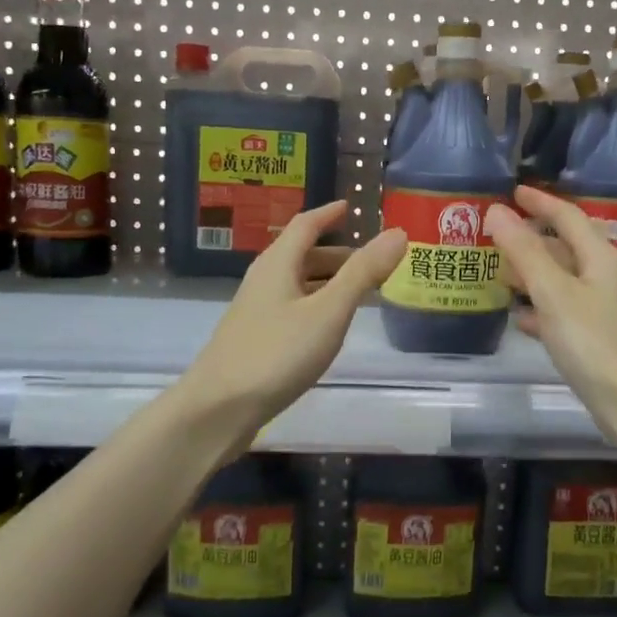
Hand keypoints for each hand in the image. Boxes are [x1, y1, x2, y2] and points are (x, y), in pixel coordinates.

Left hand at [181, 200, 406, 441]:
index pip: (305, 225)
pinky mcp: (255, 339)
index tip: (349, 207)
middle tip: (370, 260)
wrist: (218, 409)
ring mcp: (255, 311)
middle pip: (300, 255)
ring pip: (296, 284)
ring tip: (358, 292)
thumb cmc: (277, 354)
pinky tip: (328, 327)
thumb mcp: (328, 312)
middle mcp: (263, 281)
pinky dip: (315, 304)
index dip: (328, 214)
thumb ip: (363, 273)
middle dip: (335, 253)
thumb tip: (398, 233)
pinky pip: (291, 308)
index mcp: (277, 265)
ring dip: (326, 281)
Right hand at [487, 185, 616, 441]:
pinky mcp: (599, 337)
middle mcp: (607, 277)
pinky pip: (564, 311)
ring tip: (500, 275)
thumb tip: (497, 210)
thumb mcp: (553, 293)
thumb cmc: (594, 342)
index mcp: (601, 258)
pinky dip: (541, 309)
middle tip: (497, 236)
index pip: (568, 216)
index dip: (540, 202)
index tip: (513, 192)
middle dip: (532, 241)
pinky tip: (519, 319)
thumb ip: (523, 251)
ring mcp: (605, 308)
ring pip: (563, 280)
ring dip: (533, 275)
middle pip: (566, 248)